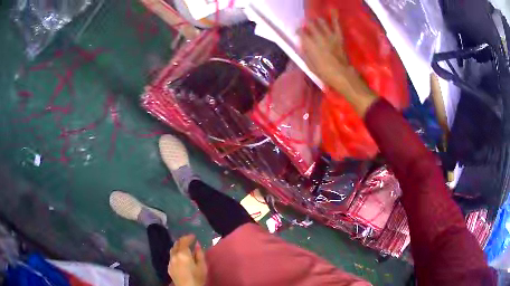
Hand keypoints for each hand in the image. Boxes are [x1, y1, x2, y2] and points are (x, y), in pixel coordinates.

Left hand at [168, 234, 206, 285]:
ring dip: (178, 247)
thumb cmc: (197, 278)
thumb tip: (197, 245)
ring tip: (184, 248)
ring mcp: (170, 262)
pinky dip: (176, 254)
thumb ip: (199, 254)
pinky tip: (180, 258)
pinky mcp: (169, 268)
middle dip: (182, 241)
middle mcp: (174, 256)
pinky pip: (171, 257)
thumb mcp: (202, 266)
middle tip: (189, 240)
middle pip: (176, 244)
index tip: (193, 236)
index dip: (188, 237)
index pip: (183, 241)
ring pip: (172, 250)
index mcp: (183, 254)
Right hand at [299, 10, 376, 115]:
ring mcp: (329, 35)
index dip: (298, 31)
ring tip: (316, 22)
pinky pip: (336, 24)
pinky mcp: (338, 36)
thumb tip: (302, 44)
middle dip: (306, 25)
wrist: (342, 75)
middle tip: (306, 27)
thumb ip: (305, 52)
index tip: (298, 33)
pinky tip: (333, 10)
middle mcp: (318, 37)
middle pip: (310, 25)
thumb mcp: (309, 65)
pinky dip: (334, 17)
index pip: (301, 32)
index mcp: (310, 45)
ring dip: (317, 21)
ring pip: (321, 22)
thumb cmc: (324, 73)